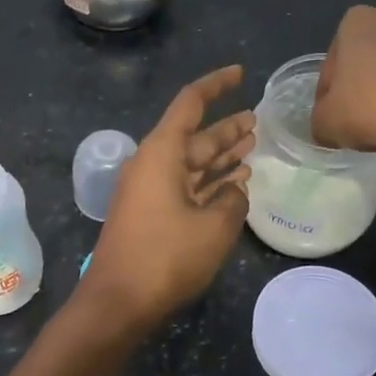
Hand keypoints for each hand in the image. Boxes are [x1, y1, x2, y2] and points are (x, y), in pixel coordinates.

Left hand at [79, 65, 254, 330]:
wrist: (118, 302)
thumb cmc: (166, 257)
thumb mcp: (214, 227)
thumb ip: (233, 201)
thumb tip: (234, 192)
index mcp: (161, 153)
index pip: (190, 104)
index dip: (216, 85)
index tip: (240, 73)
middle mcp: (153, 165)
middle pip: (194, 136)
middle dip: (225, 128)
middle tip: (257, 120)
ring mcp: (149, 191)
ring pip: (191, 163)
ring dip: (220, 156)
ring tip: (251, 145)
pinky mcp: (150, 215)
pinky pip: (184, 187)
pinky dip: (208, 184)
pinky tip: (233, 185)